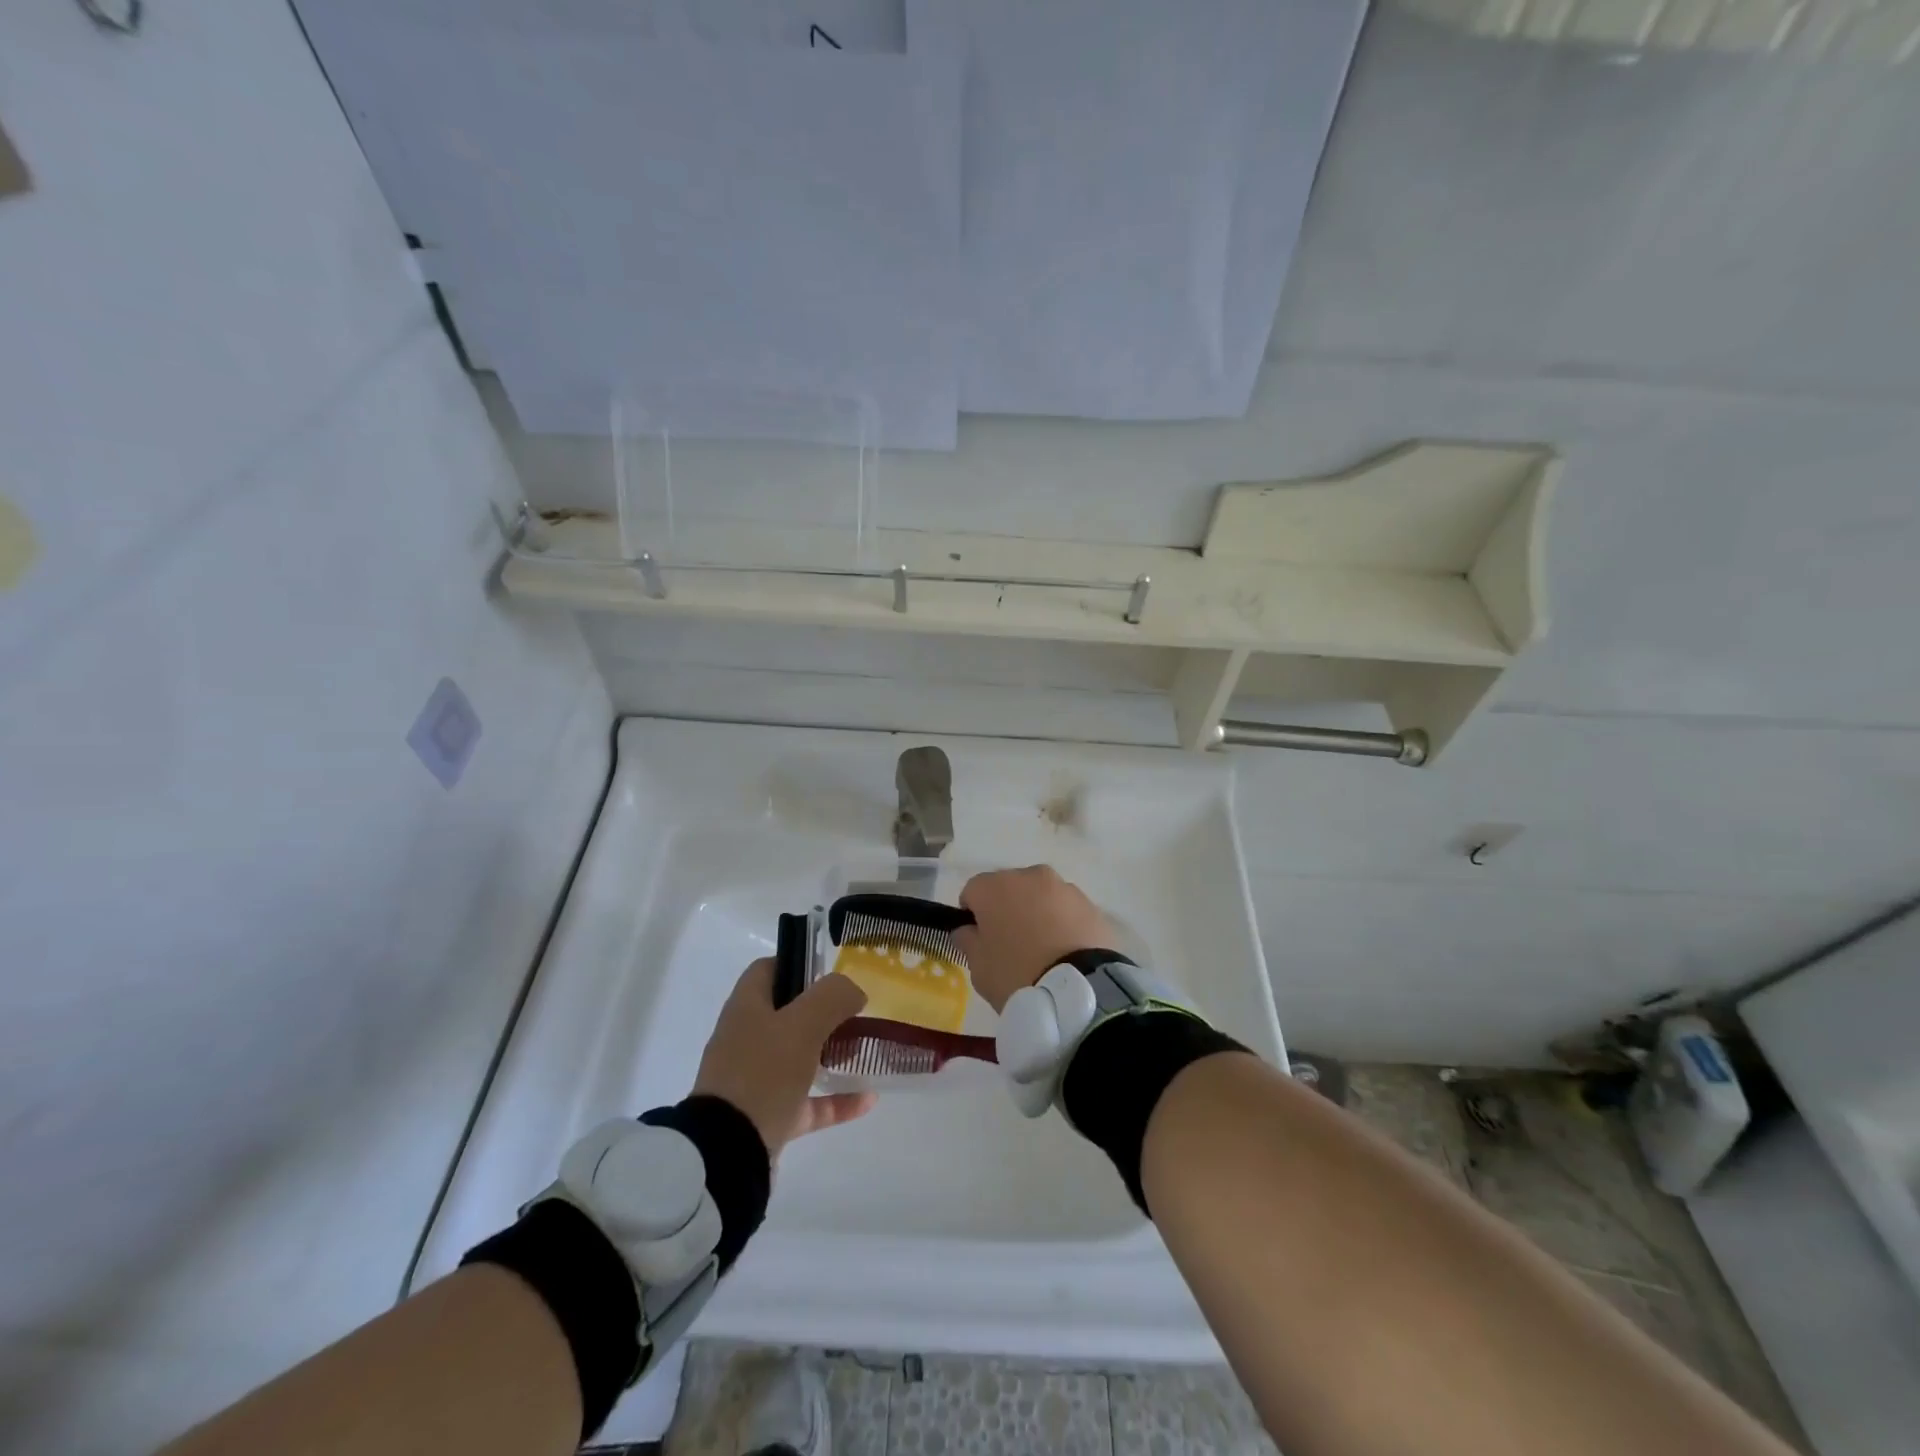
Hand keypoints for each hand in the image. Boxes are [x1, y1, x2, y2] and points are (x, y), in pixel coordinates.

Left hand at [692, 960, 876, 1156]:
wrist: (727, 1154)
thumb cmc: (762, 1074)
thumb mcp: (802, 1024)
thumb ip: (832, 997)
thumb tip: (853, 991)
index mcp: (747, 1009)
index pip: (768, 970)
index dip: (798, 964)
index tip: (832, 974)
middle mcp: (746, 1040)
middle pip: (787, 1014)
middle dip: (824, 1012)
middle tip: (857, 1014)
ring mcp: (755, 1081)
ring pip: (798, 1058)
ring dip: (831, 1053)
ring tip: (864, 1051)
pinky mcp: (766, 1118)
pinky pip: (807, 1102)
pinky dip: (835, 1100)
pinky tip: (867, 1100)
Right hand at [956, 865, 1118, 1012]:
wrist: (1077, 991)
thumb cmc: (1016, 975)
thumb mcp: (978, 967)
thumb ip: (968, 941)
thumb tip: (967, 930)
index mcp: (995, 887)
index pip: (973, 891)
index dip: (972, 914)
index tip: (978, 939)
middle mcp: (1030, 876)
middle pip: (1010, 888)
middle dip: (1007, 909)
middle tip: (1011, 944)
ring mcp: (1064, 888)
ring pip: (1041, 896)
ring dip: (1037, 913)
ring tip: (1044, 950)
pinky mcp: (1091, 905)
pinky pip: (1067, 910)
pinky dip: (1063, 923)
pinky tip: (1066, 952)